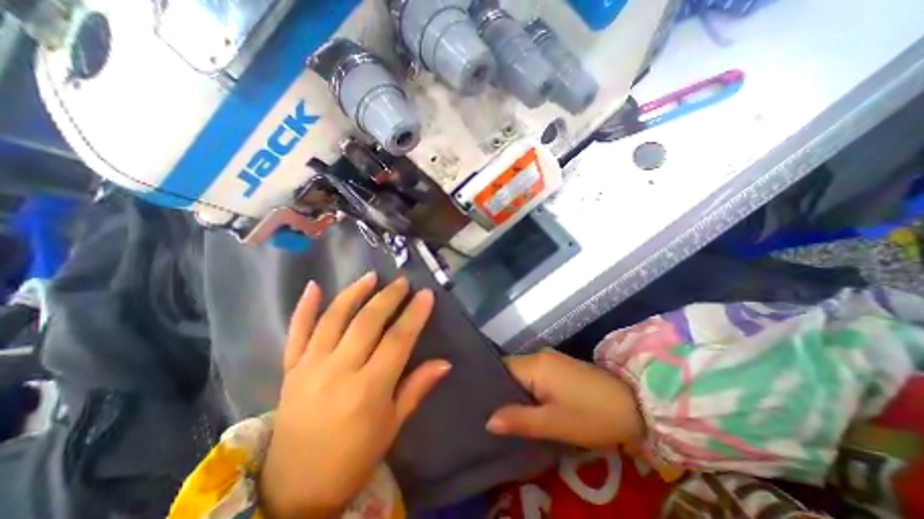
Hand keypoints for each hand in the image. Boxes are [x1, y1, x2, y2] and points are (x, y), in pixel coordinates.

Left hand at [258, 274, 451, 516]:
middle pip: (367, 322)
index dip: (414, 315)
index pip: (398, 340)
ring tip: (371, 277)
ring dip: (354, 293)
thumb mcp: (392, 425)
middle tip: (402, 282)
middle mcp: (338, 371)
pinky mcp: (291, 369)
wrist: (294, 489)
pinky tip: (314, 285)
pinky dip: (304, 307)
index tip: (426, 294)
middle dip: (388, 297)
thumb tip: (444, 362)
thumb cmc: (354, 457)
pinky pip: (296, 332)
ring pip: (334, 319)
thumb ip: (417, 388)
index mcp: (368, 390)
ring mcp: (310, 367)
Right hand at [485, 351, 644, 451]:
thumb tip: (488, 420)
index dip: (487, 384)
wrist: (634, 404)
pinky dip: (527, 390)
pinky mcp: (559, 367)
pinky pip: (534, 375)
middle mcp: (539, 356)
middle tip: (486, 412)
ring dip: (514, 391)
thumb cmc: (592, 415)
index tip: (476, 402)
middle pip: (510, 370)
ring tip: (501, 412)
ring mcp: (550, 360)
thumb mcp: (554, 423)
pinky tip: (525, 406)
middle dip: (499, 390)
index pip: (500, 368)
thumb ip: (519, 420)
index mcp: (535, 365)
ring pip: (522, 374)